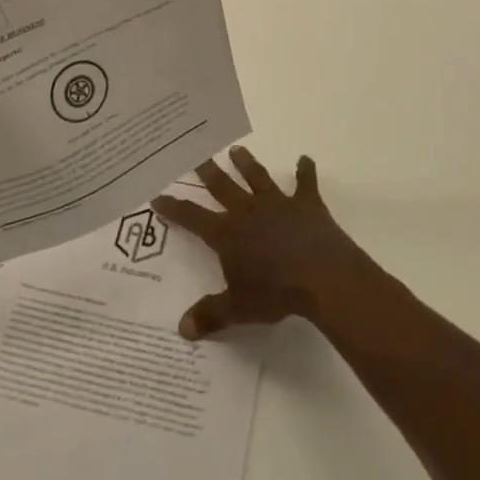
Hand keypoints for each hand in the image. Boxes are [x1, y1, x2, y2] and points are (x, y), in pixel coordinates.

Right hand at [152, 146, 374, 339]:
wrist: (320, 276)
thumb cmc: (275, 292)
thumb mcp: (238, 309)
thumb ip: (210, 315)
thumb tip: (182, 330)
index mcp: (227, 234)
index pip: (192, 217)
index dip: (174, 207)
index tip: (158, 195)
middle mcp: (248, 211)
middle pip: (222, 186)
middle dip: (208, 172)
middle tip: (197, 155)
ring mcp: (278, 204)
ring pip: (257, 177)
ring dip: (247, 163)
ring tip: (237, 149)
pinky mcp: (307, 205)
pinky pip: (305, 183)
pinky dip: (305, 170)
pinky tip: (304, 159)